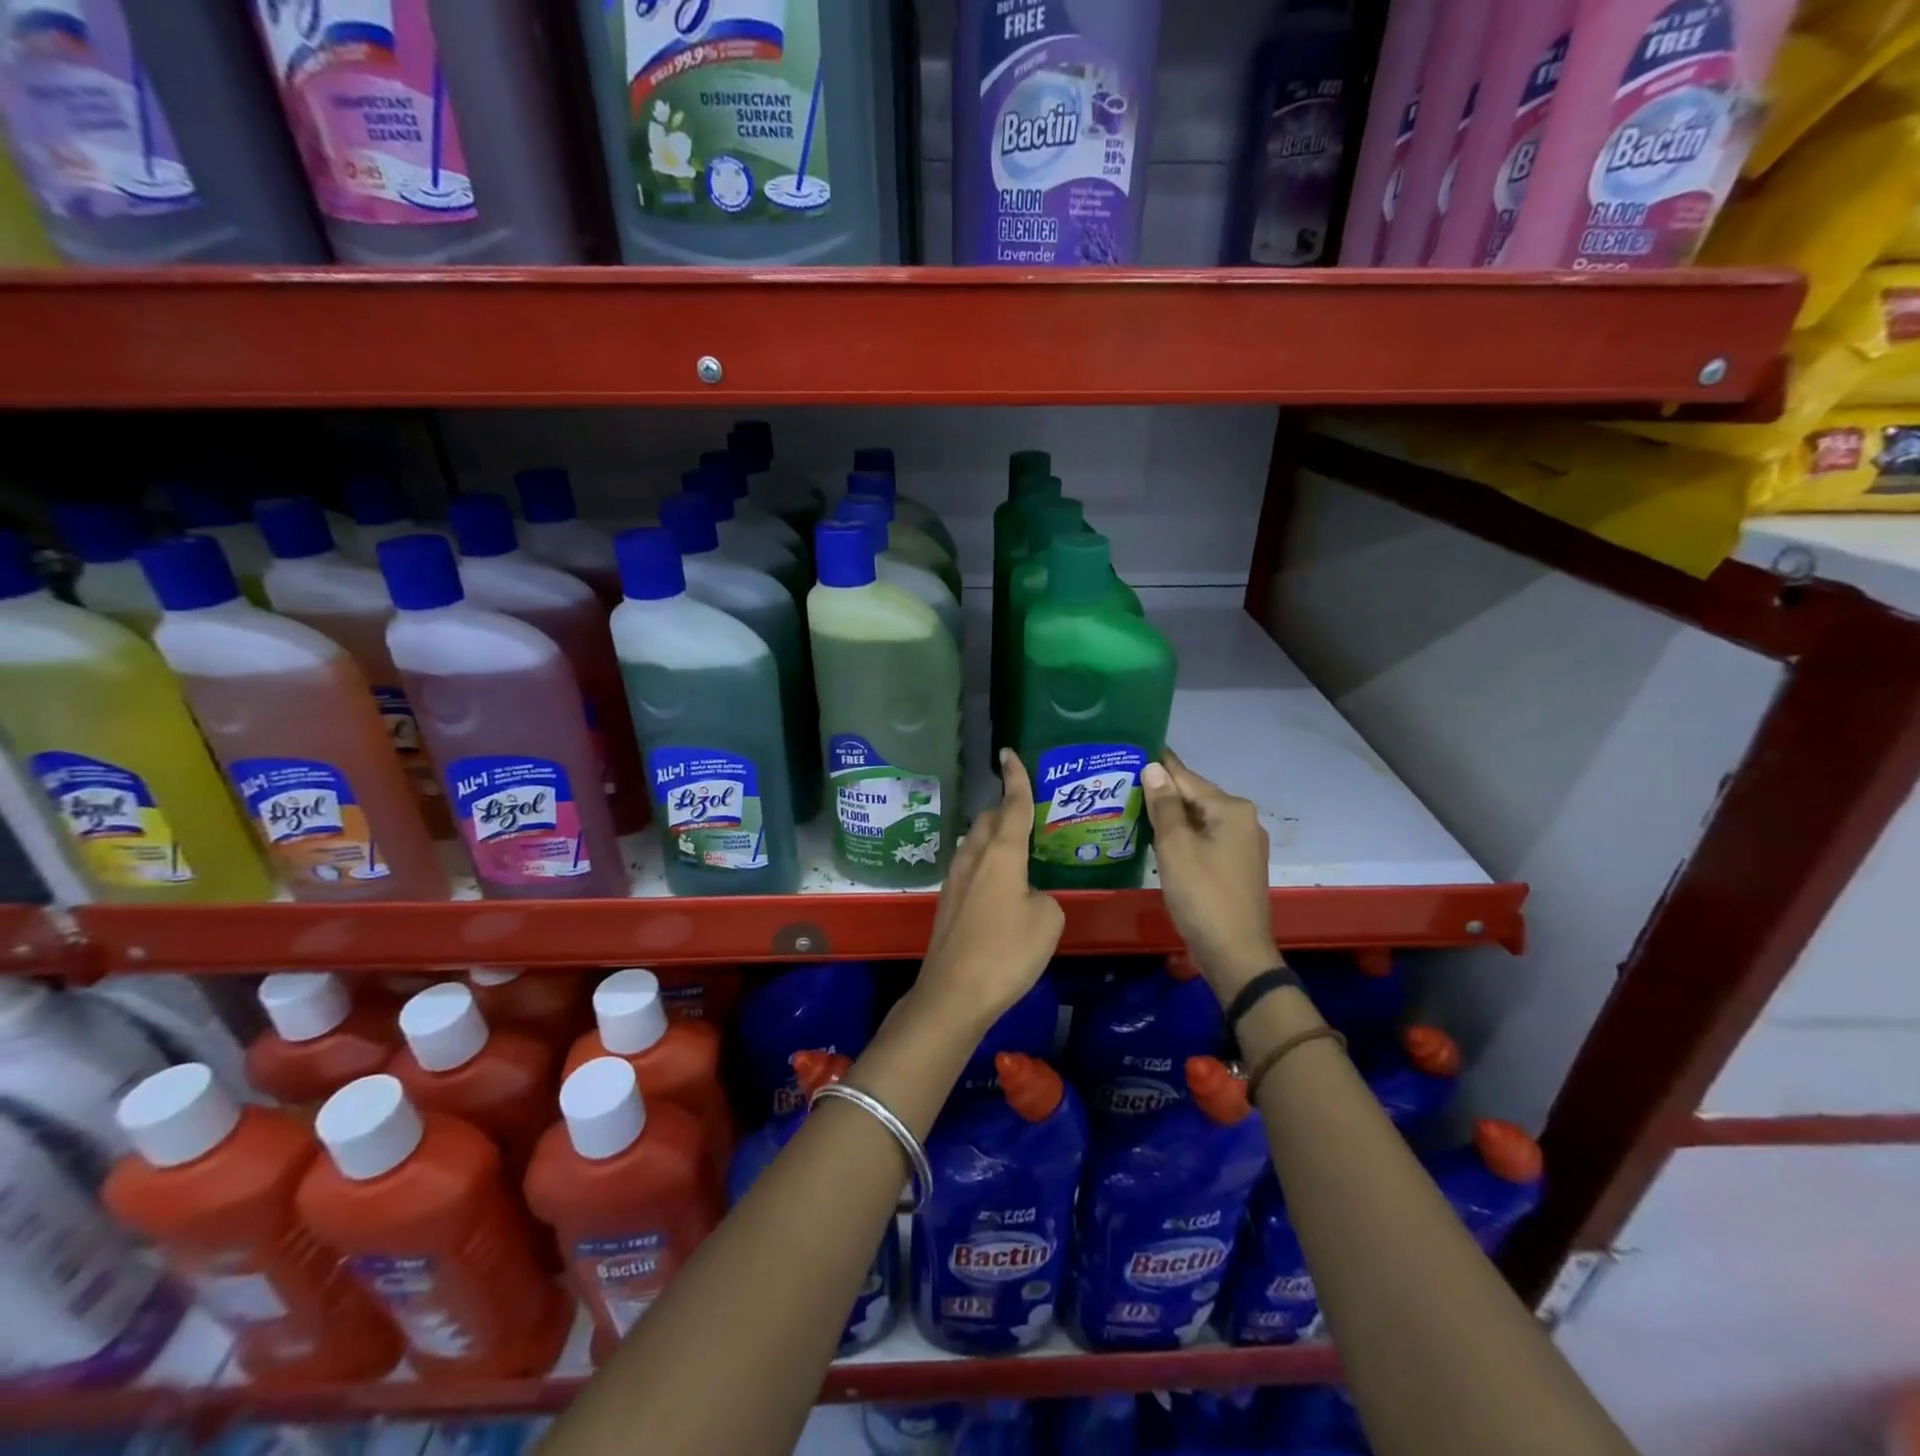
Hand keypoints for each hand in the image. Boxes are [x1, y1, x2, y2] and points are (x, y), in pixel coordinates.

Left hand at [915, 749, 1063, 1031]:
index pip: (1012, 805)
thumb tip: (1029, 895)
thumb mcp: (1047, 921)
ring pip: (975, 843)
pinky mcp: (947, 903)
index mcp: (1001, 853)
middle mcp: (973, 857)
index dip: (1016, 779)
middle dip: (1004, 809)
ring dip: (993, 837)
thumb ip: (1044, 896)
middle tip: (1027, 812)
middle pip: (988, 820)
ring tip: (1016, 848)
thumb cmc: (1006, 952)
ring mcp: (955, 880)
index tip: (1010, 753)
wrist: (954, 993)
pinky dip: (986, 863)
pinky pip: (970, 867)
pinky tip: (1000, 884)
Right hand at [1141, 749, 1276, 1000]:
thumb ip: (1164, 806)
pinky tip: (1156, 837)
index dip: (1159, 766)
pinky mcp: (1236, 865)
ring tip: (1132, 805)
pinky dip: (1182, 835)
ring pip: (1198, 820)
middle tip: (1123, 782)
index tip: (1134, 749)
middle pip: (1195, 798)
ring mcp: (1242, 845)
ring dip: (1170, 815)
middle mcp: (1242, 820)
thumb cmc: (1203, 895)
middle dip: (1162, 792)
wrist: (1235, 953)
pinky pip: (1204, 839)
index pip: (1187, 778)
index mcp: (1231, 809)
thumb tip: (1153, 768)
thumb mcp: (1176, 847)